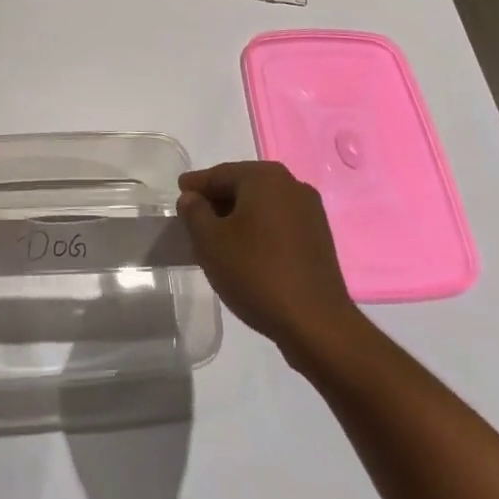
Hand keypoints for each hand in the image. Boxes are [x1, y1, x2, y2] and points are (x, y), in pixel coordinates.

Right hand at [177, 161, 364, 365]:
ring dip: (239, 218)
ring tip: (218, 239)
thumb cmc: (257, 273)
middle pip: (243, 187)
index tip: (179, 193)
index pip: (220, 174)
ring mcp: (309, 212)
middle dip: (217, 201)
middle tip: (194, 218)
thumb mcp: (210, 241)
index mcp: (264, 177)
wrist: (316, 324)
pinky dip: (259, 231)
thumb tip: (191, 198)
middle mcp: (291, 185)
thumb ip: (194, 212)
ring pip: (262, 206)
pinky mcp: (319, 238)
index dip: (196, 185)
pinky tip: (246, 252)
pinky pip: (279, 224)